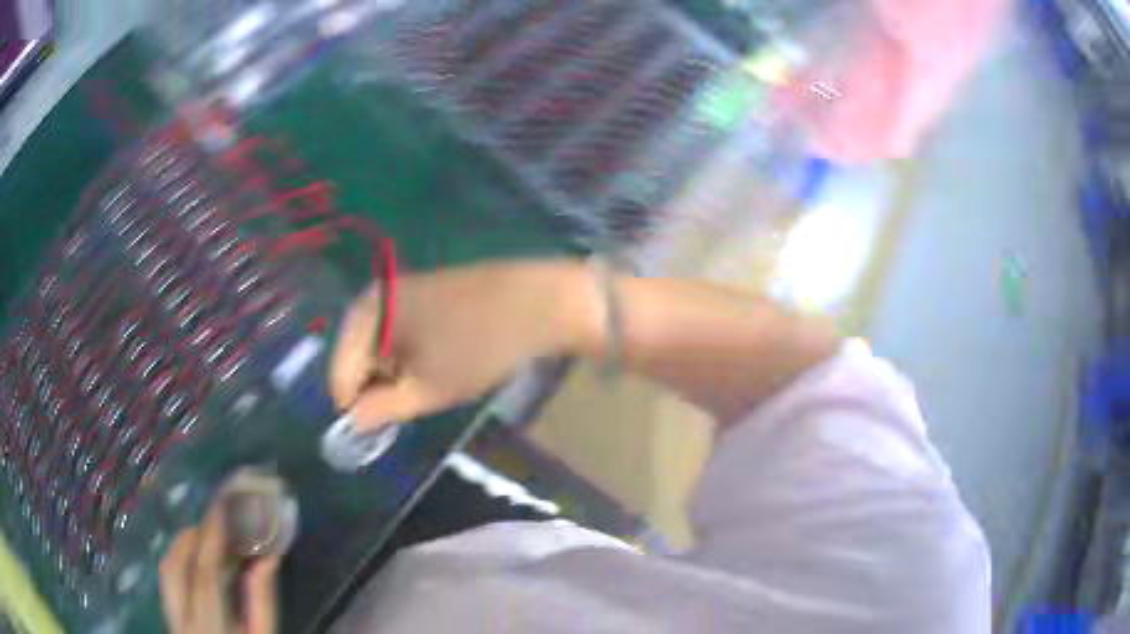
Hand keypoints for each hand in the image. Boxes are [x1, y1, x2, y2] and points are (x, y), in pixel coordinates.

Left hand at [160, 504, 280, 633]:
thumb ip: (262, 603)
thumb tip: (266, 558)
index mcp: (211, 628)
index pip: (205, 576)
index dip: (212, 539)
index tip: (221, 506)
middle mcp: (183, 621)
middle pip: (175, 567)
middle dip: (194, 537)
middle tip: (218, 523)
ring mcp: (172, 620)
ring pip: (166, 571)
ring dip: (183, 547)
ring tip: (207, 539)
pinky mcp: (170, 619)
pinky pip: (168, 580)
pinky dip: (179, 562)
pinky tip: (195, 563)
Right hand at [330, 260, 599, 429]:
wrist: (535, 301)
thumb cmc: (476, 348)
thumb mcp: (426, 390)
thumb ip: (382, 409)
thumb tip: (352, 422)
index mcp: (364, 316)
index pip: (340, 374)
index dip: (354, 408)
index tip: (375, 431)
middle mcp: (373, 297)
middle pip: (356, 357)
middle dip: (374, 388)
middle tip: (403, 412)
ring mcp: (398, 291)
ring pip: (377, 346)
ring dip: (391, 373)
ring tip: (421, 389)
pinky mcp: (421, 292)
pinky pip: (397, 332)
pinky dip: (406, 355)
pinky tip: (432, 364)